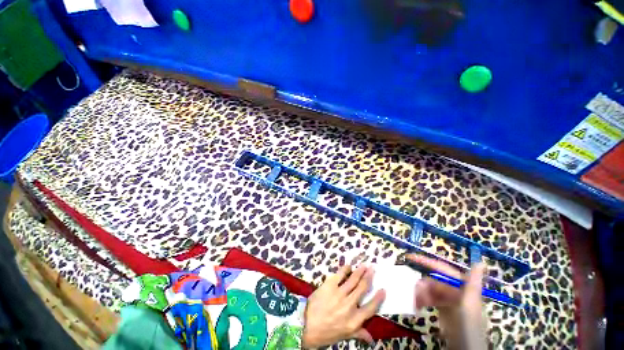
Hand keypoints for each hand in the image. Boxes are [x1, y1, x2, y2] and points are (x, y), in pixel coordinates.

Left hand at [302, 265, 385, 347]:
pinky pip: (340, 274)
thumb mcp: (344, 335)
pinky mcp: (330, 285)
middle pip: (363, 288)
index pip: (371, 308)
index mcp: (354, 320)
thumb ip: (358, 333)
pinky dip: (345, 269)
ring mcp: (340, 294)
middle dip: (369, 277)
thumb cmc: (326, 332)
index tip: (383, 289)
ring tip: (364, 265)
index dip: (378, 298)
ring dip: (360, 271)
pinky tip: (349, 266)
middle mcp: (350, 305)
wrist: (306, 325)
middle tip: (372, 269)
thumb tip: (371, 339)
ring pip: (353, 279)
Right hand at [409, 254, 486, 349]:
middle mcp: (455, 290)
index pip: (443, 269)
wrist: (464, 348)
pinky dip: (422, 300)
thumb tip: (481, 262)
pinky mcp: (442, 308)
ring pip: (429, 290)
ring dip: (421, 293)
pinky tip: (417, 305)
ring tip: (416, 301)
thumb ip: (473, 283)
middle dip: (422, 283)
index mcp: (463, 286)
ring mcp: (448, 299)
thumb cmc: (468, 325)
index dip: (427, 262)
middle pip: (433, 280)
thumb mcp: (470, 304)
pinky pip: (429, 299)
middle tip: (412, 289)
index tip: (410, 257)